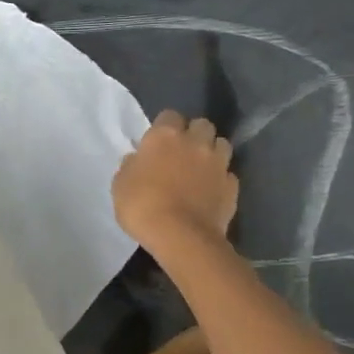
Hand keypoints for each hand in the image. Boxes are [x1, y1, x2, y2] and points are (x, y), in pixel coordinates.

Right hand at [113, 110, 238, 253]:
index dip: (164, 127)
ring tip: (201, 168)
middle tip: (182, 152)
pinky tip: (210, 192)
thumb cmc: (142, 206)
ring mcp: (218, 164)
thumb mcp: (120, 184)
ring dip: (212, 152)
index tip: (157, 143)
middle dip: (194, 134)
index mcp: (165, 136)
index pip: (169, 116)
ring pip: (221, 145)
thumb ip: (131, 165)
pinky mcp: (232, 187)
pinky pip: (228, 174)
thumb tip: (138, 159)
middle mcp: (195, 142)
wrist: (181, 237)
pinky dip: (221, 179)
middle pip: (201, 124)